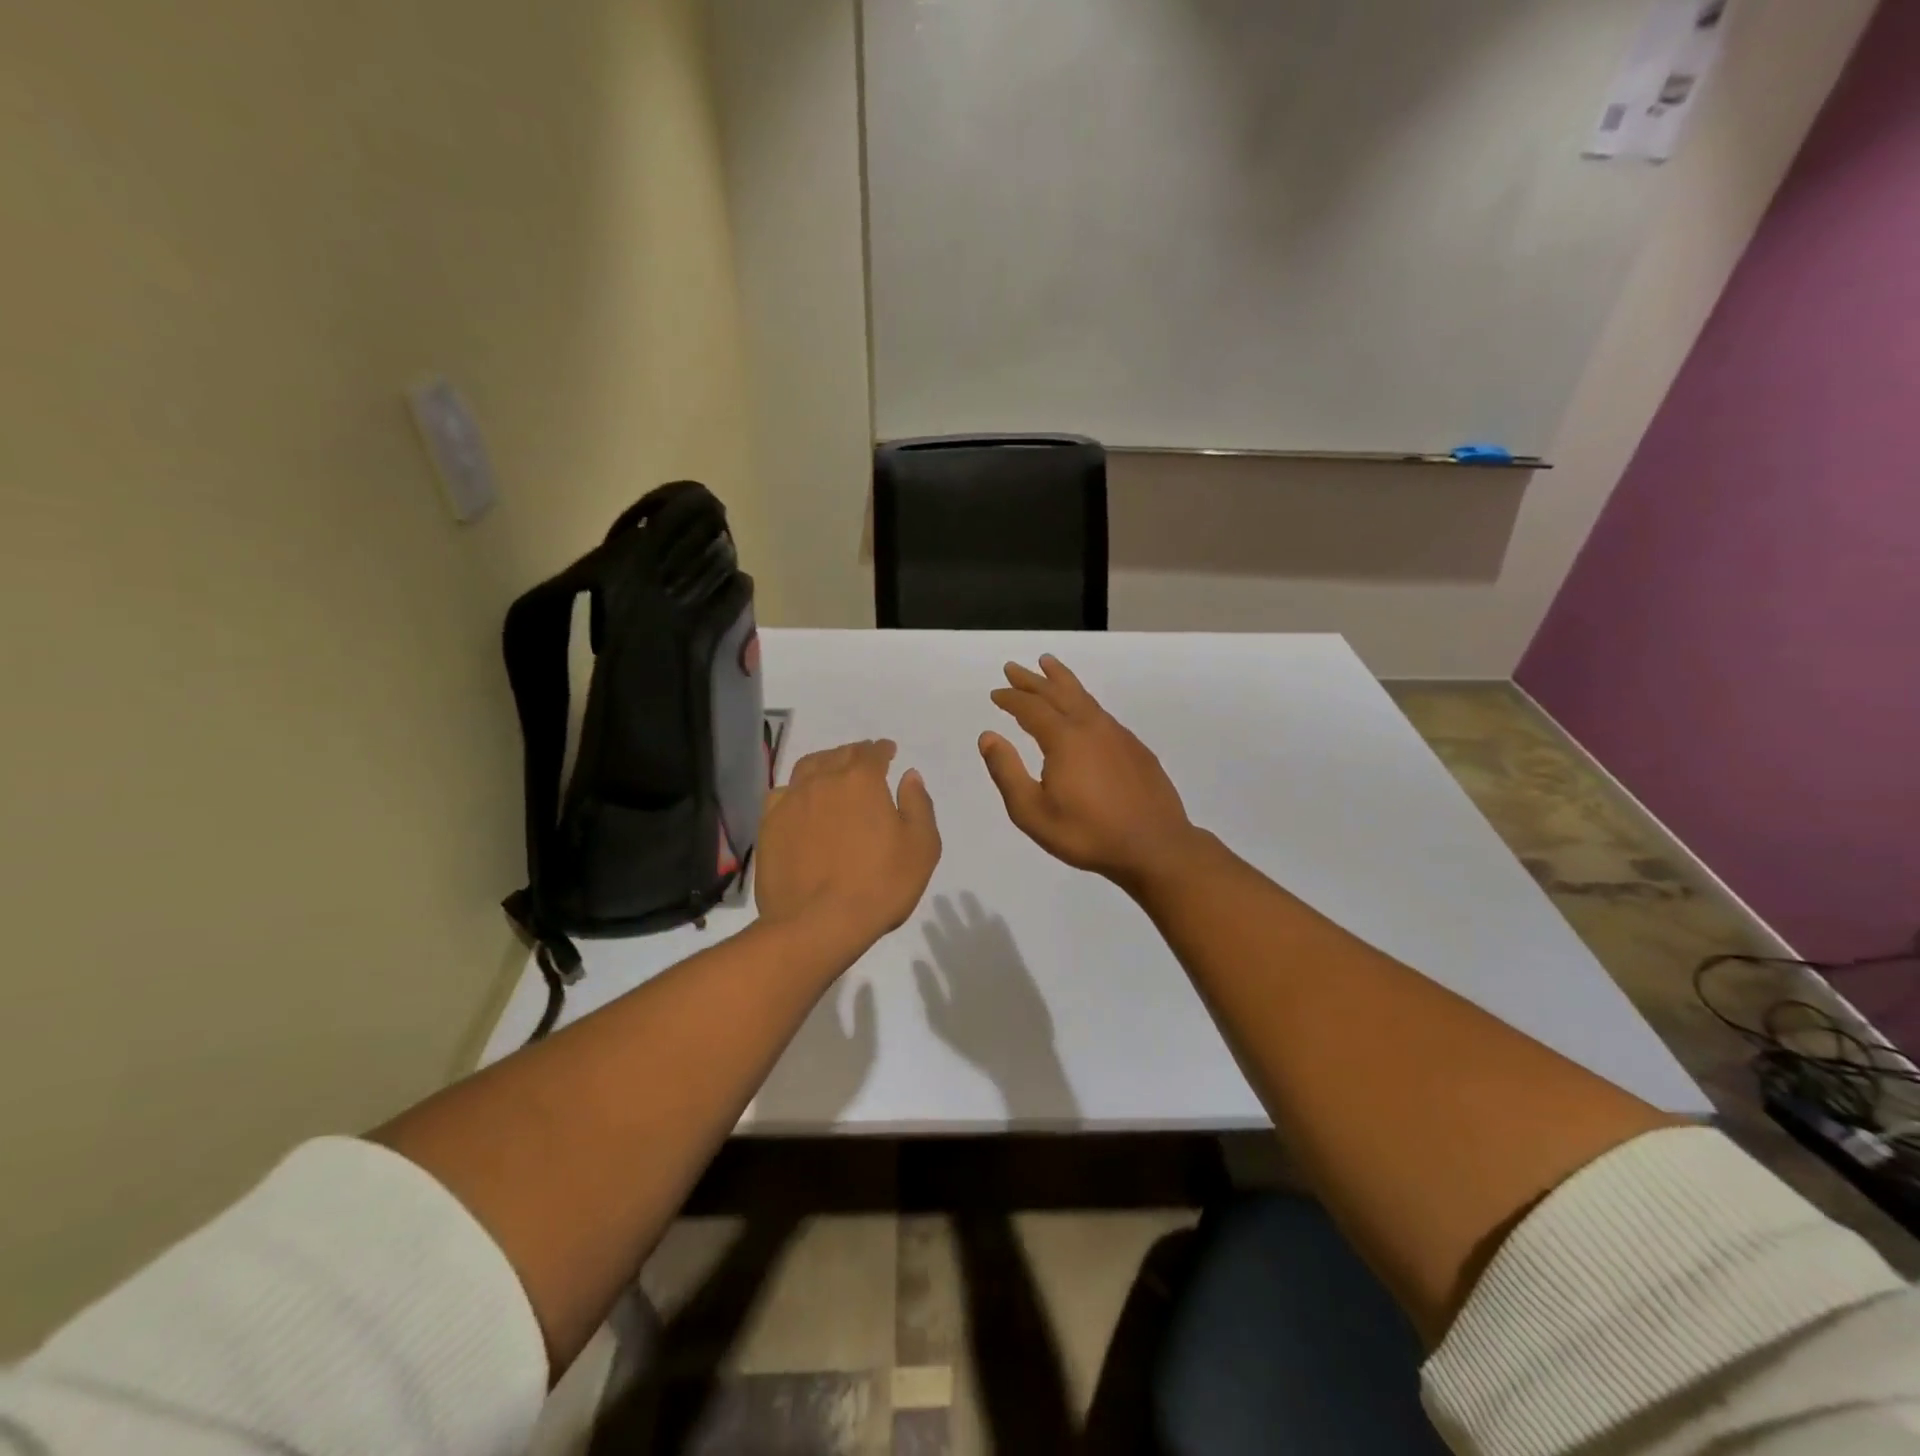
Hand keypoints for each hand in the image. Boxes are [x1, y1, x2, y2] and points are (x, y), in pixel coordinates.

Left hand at [756, 739, 941, 948]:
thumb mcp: (921, 847)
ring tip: (831, 772)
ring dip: (824, 763)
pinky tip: (801, 800)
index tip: (888, 752)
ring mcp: (792, 801)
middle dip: (855, 754)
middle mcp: (823, 780)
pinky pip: (782, 793)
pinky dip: (796, 789)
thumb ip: (918, 805)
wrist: (816, 924)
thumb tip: (909, 775)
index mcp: (862, 781)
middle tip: (863, 760)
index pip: (873, 753)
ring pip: (808, 767)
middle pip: (840, 755)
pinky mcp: (769, 825)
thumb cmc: (879, 885)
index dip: (882, 750)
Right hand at [980, 656, 1199, 888]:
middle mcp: (1091, 726)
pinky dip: (1083, 700)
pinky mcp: (1135, 748)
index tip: (996, 692)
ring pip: (1084, 697)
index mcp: (1064, 739)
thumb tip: (988, 736)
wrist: (1155, 846)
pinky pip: (1101, 712)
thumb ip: (1007, 772)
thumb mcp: (1033, 812)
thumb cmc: (1088, 834)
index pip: (1031, 708)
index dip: (1011, 698)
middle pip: (1058, 693)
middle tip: (1014, 667)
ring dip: (1062, 680)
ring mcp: (1118, 735)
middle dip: (1033, 679)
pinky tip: (1083, 710)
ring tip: (1049, 665)